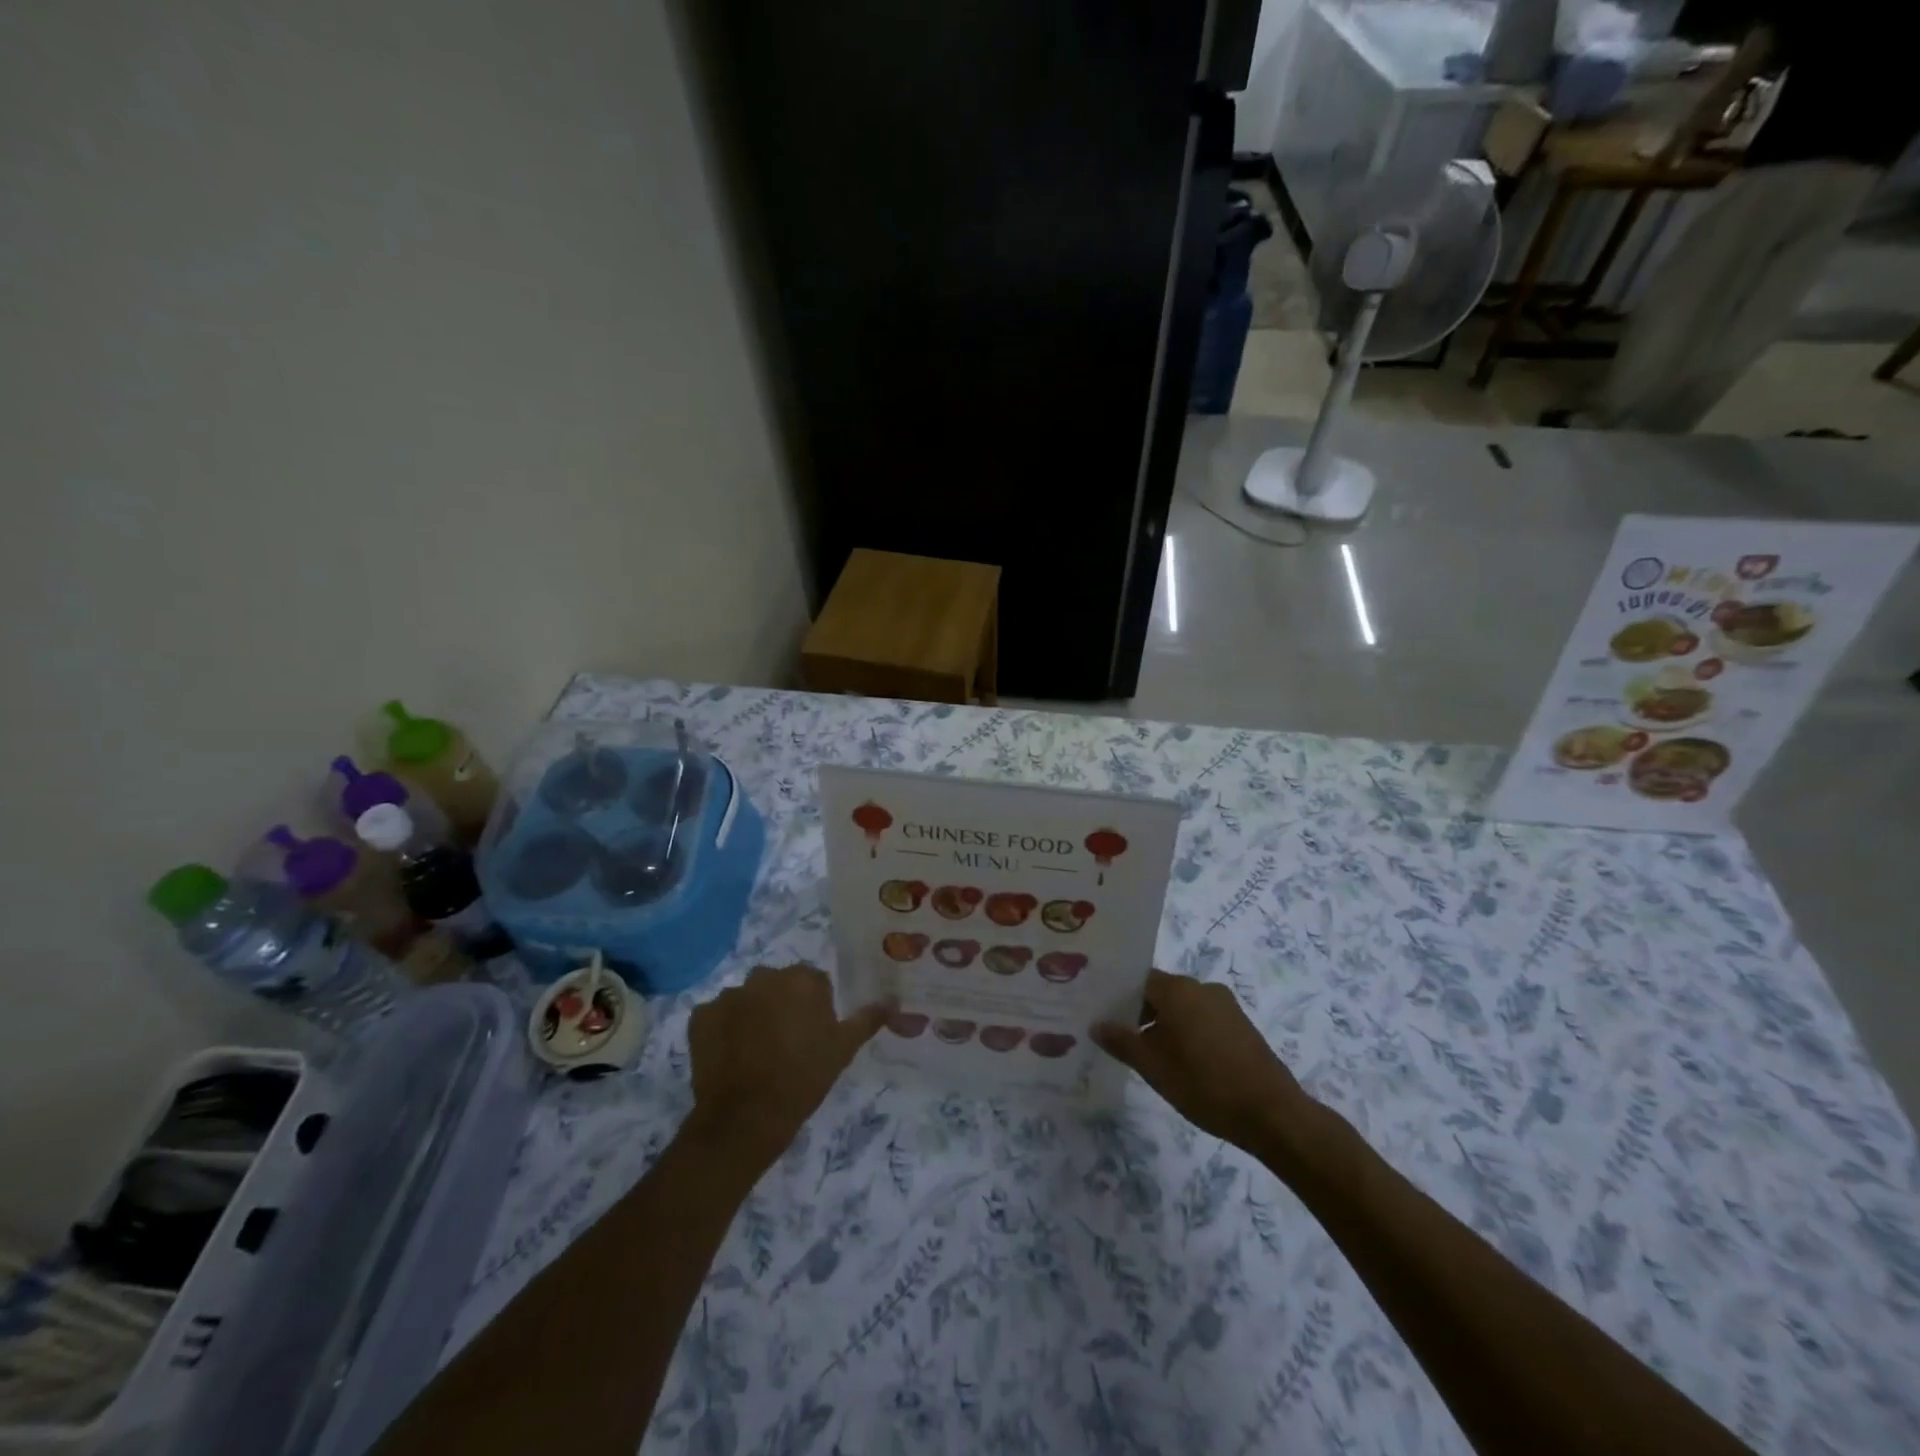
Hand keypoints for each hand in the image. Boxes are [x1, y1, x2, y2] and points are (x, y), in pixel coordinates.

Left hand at [685, 963, 887, 1169]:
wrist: (745, 1119)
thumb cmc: (803, 1079)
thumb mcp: (844, 1049)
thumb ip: (869, 1018)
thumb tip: (894, 999)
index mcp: (801, 979)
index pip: (813, 982)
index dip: (815, 1009)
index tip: (814, 1036)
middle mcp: (764, 976)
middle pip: (778, 985)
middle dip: (782, 1006)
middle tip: (787, 1045)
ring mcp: (728, 994)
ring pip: (747, 1000)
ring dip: (752, 1016)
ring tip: (756, 1054)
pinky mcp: (700, 1016)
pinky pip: (717, 1016)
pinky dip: (723, 1030)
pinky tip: (731, 1057)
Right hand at [1094, 969, 1314, 1151]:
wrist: (1271, 1113)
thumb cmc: (1203, 1083)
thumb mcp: (1152, 1066)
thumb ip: (1121, 1041)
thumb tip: (1097, 1024)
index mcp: (1177, 989)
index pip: (1137, 980)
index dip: (1118, 997)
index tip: (1103, 1016)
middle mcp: (1201, 987)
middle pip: (1161, 992)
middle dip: (1140, 1012)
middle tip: (1121, 1038)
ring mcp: (1225, 1005)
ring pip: (1183, 1007)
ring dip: (1165, 1025)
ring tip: (1149, 1054)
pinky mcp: (1241, 1025)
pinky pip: (1203, 1019)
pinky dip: (1188, 1032)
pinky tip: (1182, 1061)